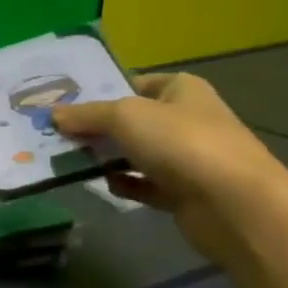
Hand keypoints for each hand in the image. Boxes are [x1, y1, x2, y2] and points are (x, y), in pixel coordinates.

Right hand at [53, 73, 287, 261]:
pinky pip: (145, 185)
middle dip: (98, 128)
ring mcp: (187, 158)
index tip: (66, 105)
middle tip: (57, 134)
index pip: (136, 83)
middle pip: (133, 120)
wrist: (233, 203)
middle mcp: (186, 119)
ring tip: (69, 161)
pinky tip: (104, 185)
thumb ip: (88, 115)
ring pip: (137, 154)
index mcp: (182, 90)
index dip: (103, 91)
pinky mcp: (183, 193)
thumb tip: (54, 115)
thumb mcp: (126, 117)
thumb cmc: (182, 143)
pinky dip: (125, 185)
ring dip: (108, 158)